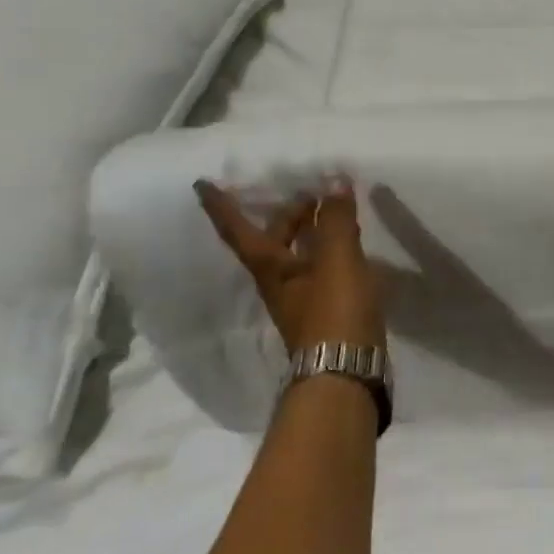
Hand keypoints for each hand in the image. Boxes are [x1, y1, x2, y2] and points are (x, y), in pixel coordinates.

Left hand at [194, 176, 384, 353]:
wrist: (346, 371)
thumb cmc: (334, 312)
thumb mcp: (336, 260)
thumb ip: (335, 220)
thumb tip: (332, 181)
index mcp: (270, 267)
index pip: (238, 229)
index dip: (221, 206)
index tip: (202, 184)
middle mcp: (279, 283)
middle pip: (273, 241)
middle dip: (287, 215)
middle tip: (308, 194)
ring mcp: (301, 300)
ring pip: (298, 257)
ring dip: (310, 233)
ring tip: (333, 215)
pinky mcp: (325, 313)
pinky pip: (321, 271)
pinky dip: (330, 253)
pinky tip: (351, 251)